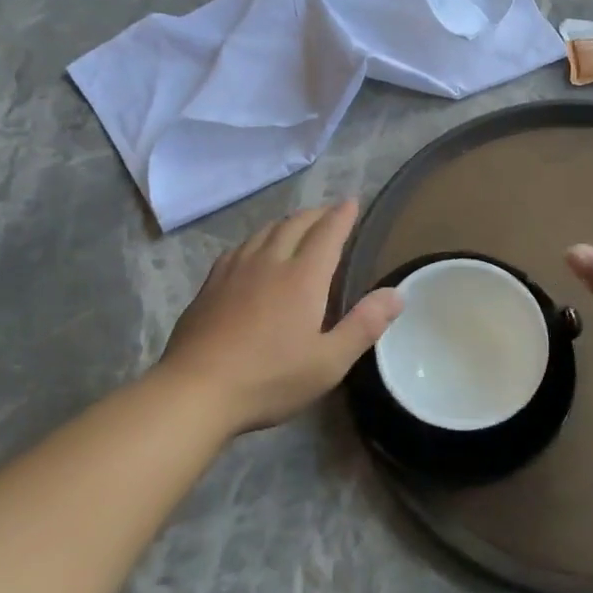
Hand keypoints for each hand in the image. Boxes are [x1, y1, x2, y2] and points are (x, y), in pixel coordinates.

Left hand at [159, 201, 402, 432]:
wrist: (195, 390)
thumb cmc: (269, 378)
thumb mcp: (328, 362)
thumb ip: (364, 325)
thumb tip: (397, 293)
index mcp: (302, 277)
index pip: (327, 233)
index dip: (342, 215)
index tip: (352, 202)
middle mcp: (269, 262)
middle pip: (295, 224)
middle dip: (317, 214)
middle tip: (330, 213)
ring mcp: (235, 270)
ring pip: (265, 231)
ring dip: (287, 222)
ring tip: (297, 225)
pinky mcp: (211, 284)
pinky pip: (240, 247)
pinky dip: (258, 239)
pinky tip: (254, 251)